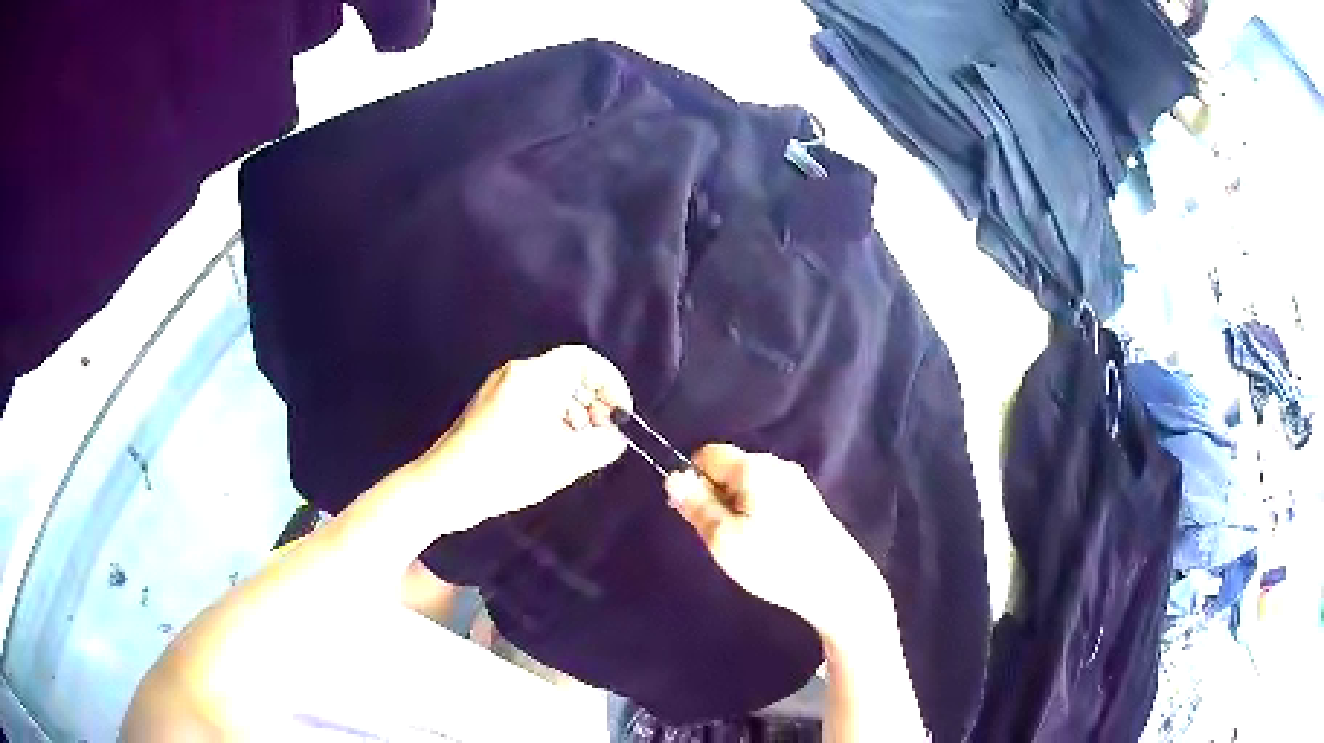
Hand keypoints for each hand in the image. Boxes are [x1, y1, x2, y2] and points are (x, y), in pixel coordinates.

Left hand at [419, 345, 631, 524]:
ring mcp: (499, 390)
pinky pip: (531, 403)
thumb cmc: (506, 469)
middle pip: (568, 375)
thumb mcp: (562, 462)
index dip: (611, 383)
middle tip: (603, 437)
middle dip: (593, 403)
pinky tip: (553, 452)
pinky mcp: (489, 409)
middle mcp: (516, 374)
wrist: (445, 486)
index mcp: (535, 377)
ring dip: (573, 415)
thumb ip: (600, 446)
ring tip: (580, 450)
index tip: (620, 414)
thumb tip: (616, 438)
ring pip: (550, 391)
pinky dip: (551, 420)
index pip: (584, 360)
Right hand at [664, 445, 889, 635]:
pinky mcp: (810, 503)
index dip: (694, 482)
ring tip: (746, 547)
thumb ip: (696, 505)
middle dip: (716, 499)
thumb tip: (672, 476)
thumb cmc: (775, 562)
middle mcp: (777, 465)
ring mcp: (797, 483)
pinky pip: (769, 498)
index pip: (707, 454)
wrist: (836, 584)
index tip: (698, 518)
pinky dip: (759, 517)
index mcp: (754, 467)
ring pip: (749, 487)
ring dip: (737, 511)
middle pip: (729, 470)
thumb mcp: (723, 538)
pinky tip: (769, 547)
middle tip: (722, 539)